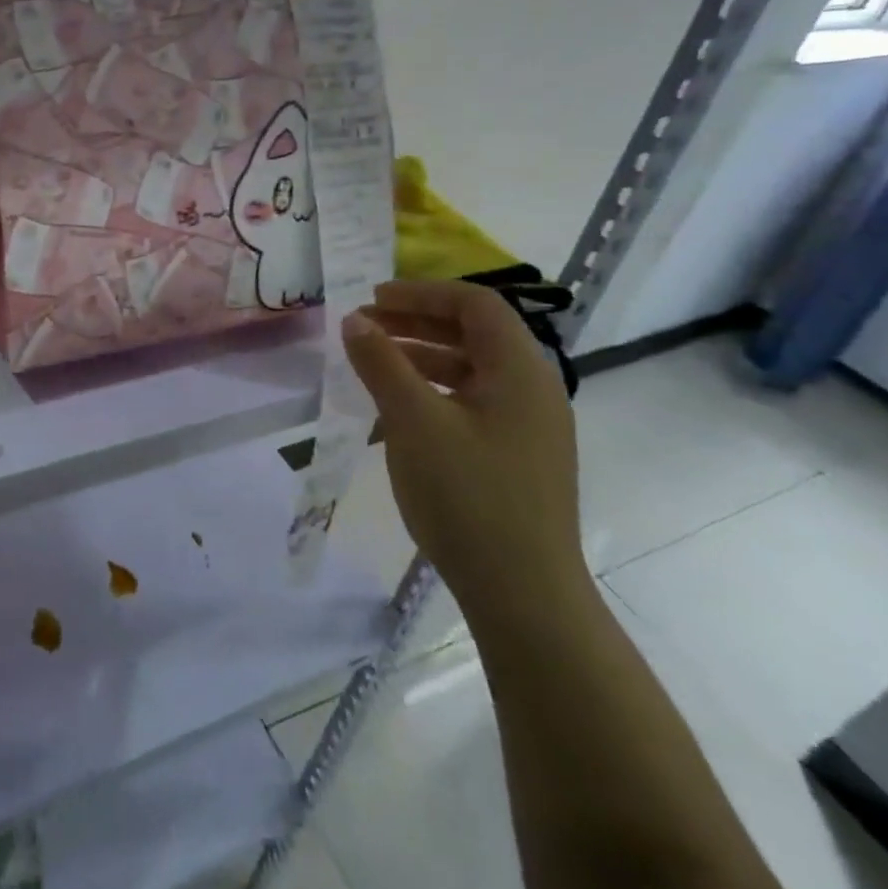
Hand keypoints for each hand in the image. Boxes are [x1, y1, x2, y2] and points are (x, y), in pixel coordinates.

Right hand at [341, 279, 587, 631]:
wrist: (523, 595)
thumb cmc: (468, 496)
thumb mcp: (413, 421)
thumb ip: (381, 362)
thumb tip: (354, 320)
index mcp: (520, 370)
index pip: (475, 303)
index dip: (422, 293)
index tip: (373, 299)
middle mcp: (533, 388)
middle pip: (475, 332)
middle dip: (417, 321)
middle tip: (365, 325)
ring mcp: (530, 425)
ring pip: (472, 368)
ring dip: (422, 355)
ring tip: (374, 362)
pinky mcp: (518, 456)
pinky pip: (473, 401)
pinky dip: (434, 389)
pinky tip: (399, 408)